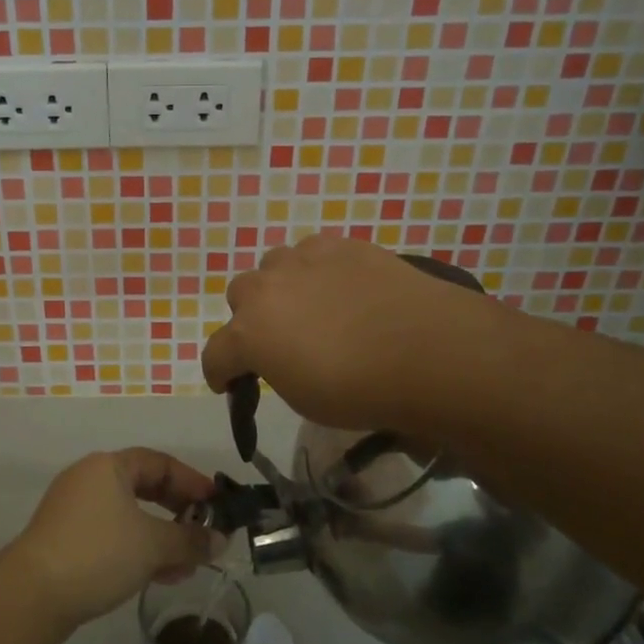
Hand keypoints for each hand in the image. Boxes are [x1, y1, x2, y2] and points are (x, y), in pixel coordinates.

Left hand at [7, 449, 215, 635]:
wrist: (32, 595)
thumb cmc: (99, 553)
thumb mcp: (153, 545)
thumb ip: (190, 540)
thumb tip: (221, 540)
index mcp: (108, 466)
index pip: (160, 463)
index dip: (192, 482)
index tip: (217, 505)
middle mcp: (89, 479)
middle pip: (144, 488)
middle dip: (178, 513)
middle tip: (204, 534)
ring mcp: (74, 510)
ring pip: (129, 516)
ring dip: (161, 537)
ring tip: (186, 565)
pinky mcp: (66, 540)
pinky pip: (112, 535)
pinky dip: (137, 549)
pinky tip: (159, 576)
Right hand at [201, 235, 482, 432]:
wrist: (428, 351)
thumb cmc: (361, 391)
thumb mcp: (304, 399)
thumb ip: (277, 371)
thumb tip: (281, 358)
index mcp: (249, 333)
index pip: (215, 354)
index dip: (220, 372)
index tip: (230, 384)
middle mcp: (265, 288)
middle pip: (239, 295)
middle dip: (251, 318)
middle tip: (279, 340)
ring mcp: (303, 260)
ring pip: (274, 266)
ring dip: (282, 287)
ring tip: (312, 307)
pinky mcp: (340, 245)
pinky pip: (313, 254)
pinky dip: (318, 271)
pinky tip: (343, 288)